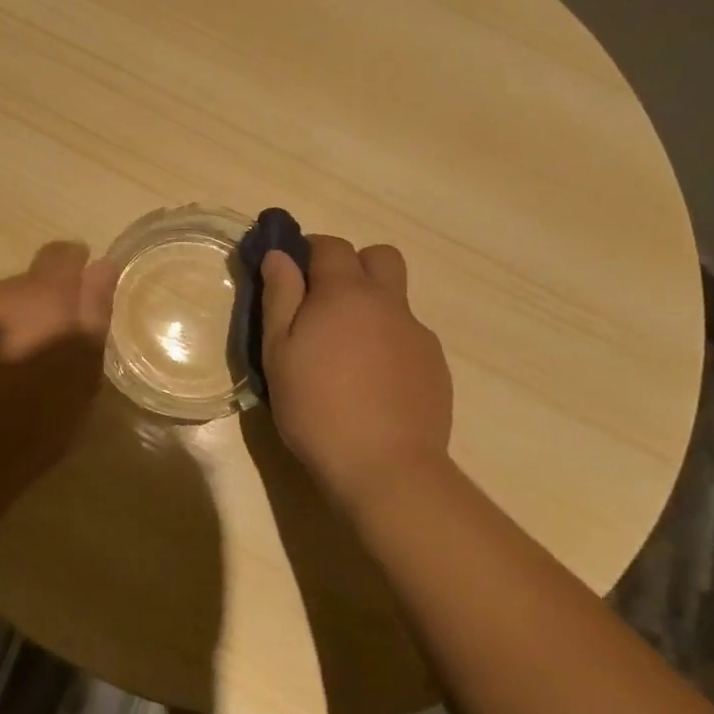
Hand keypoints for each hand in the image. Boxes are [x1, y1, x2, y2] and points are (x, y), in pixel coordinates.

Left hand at [0, 242, 118, 494]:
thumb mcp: (83, 369)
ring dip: (8, 323)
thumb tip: (101, 264)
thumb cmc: (38, 418)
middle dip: (39, 305)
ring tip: (15, 364)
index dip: (75, 267)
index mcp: (42, 296)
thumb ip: (94, 311)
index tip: (82, 293)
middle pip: (25, 283)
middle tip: (49, 345)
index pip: (61, 254)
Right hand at [259, 235, 455, 510]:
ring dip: (372, 305)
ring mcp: (417, 333)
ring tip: (347, 349)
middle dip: (352, 265)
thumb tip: (280, 254)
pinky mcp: (435, 364)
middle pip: (379, 257)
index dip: (308, 250)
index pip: (331, 245)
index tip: (291, 273)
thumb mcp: (279, 351)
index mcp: (346, 293)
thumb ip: (279, 296)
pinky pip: (408, 334)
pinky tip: (372, 381)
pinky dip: (388, 341)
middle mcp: (388, 302)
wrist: (386, 468)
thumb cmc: (317, 407)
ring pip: (396, 298)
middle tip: (325, 301)